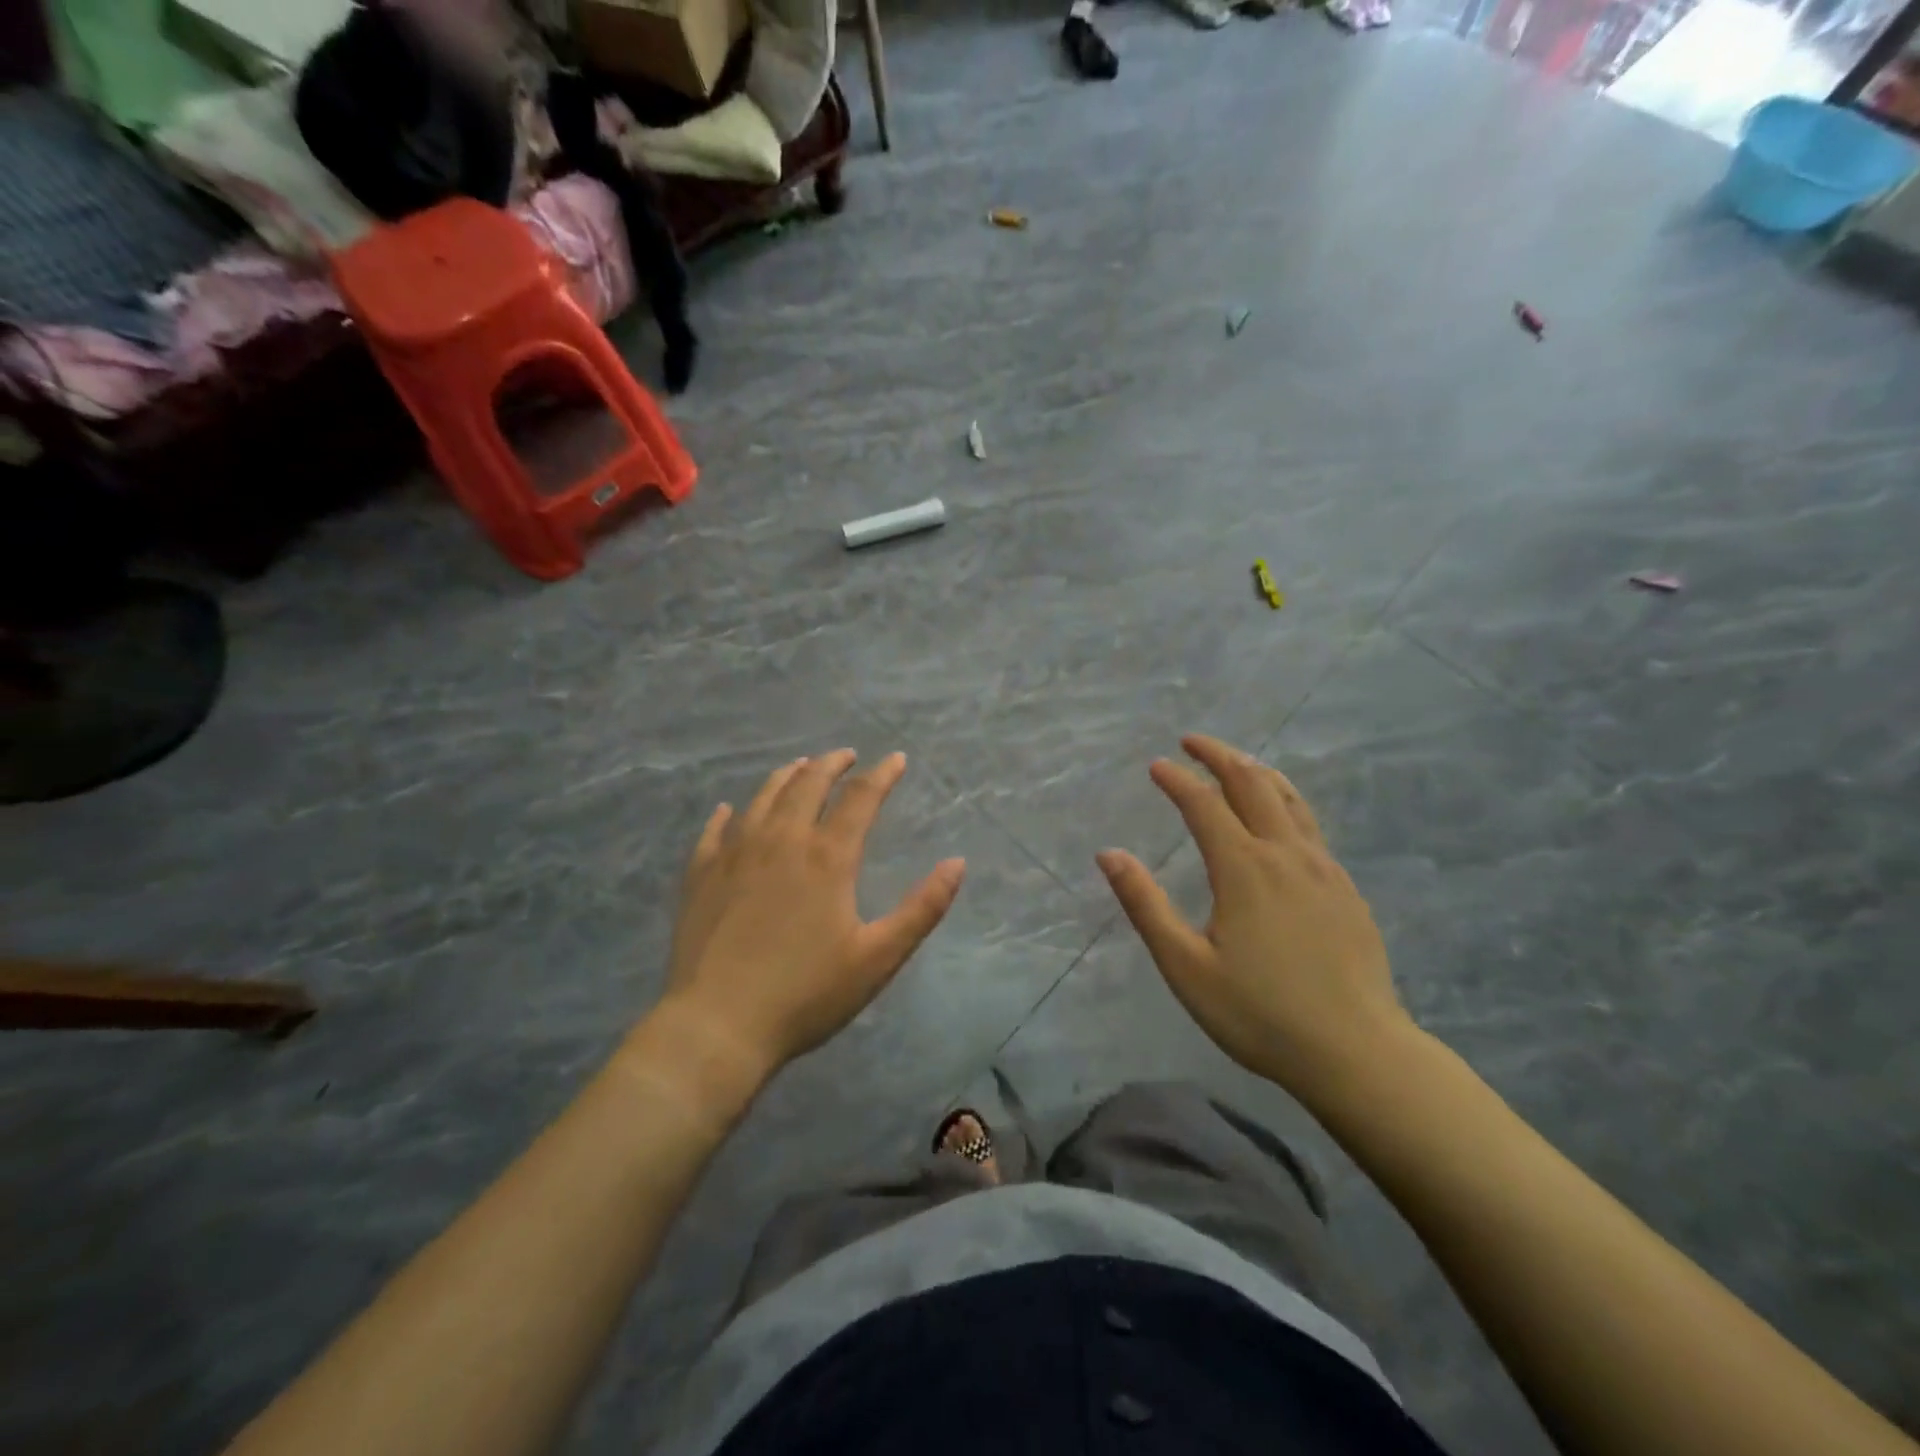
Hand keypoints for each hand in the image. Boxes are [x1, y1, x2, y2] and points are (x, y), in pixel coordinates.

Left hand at [653, 750, 965, 1086]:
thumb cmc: (806, 994)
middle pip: (807, 785)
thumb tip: (957, 863)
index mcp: (827, 857)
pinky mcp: (701, 876)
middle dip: (831, 764)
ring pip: (763, 798)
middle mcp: (780, 841)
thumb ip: (922, 908)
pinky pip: (714, 831)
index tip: (896, 758)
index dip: (882, 774)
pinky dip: (726, 815)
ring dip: (785, 777)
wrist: (718, 1025)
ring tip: (799, 767)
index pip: (860, 798)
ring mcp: (734, 854)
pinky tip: (728, 810)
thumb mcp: (879, 957)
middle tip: (845, 755)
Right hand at [1096, 735, 1412, 1108]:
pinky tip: (1280, 816)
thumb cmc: (1260, 1014)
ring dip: (1257, 771)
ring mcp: (1322, 869)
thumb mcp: (1185, 966)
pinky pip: (1310, 825)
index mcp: (1243, 869)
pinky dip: (1285, 800)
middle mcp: (1285, 854)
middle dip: (1219, 756)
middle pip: (1252, 784)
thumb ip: (1145, 905)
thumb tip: (1109, 854)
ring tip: (1236, 762)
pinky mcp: (1345, 888)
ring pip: (1289, 799)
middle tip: (1192, 741)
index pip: (1204, 805)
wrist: (1357, 1053)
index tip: (1157, 764)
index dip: (1177, 780)